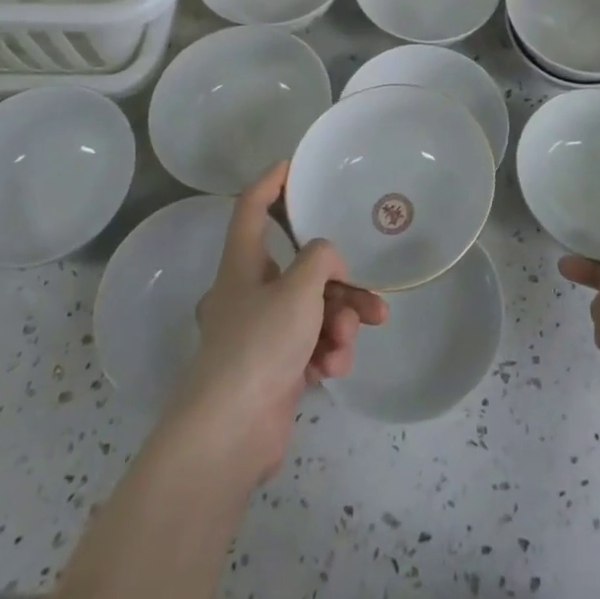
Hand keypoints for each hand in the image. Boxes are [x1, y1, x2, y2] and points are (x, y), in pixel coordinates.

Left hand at [174, 162, 385, 482]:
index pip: (251, 207)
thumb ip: (321, 259)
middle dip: (339, 284)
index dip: (270, 182)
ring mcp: (260, 333)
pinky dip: (326, 351)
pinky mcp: (273, 368)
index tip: (292, 164)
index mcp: (242, 263)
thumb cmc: (259, 345)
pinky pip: (309, 345)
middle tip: (369, 297)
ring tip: (347, 342)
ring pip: (311, 310)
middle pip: (300, 269)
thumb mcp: (298, 289)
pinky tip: (334, 367)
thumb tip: (328, 261)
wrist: (230, 434)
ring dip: (338, 322)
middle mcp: (248, 292)